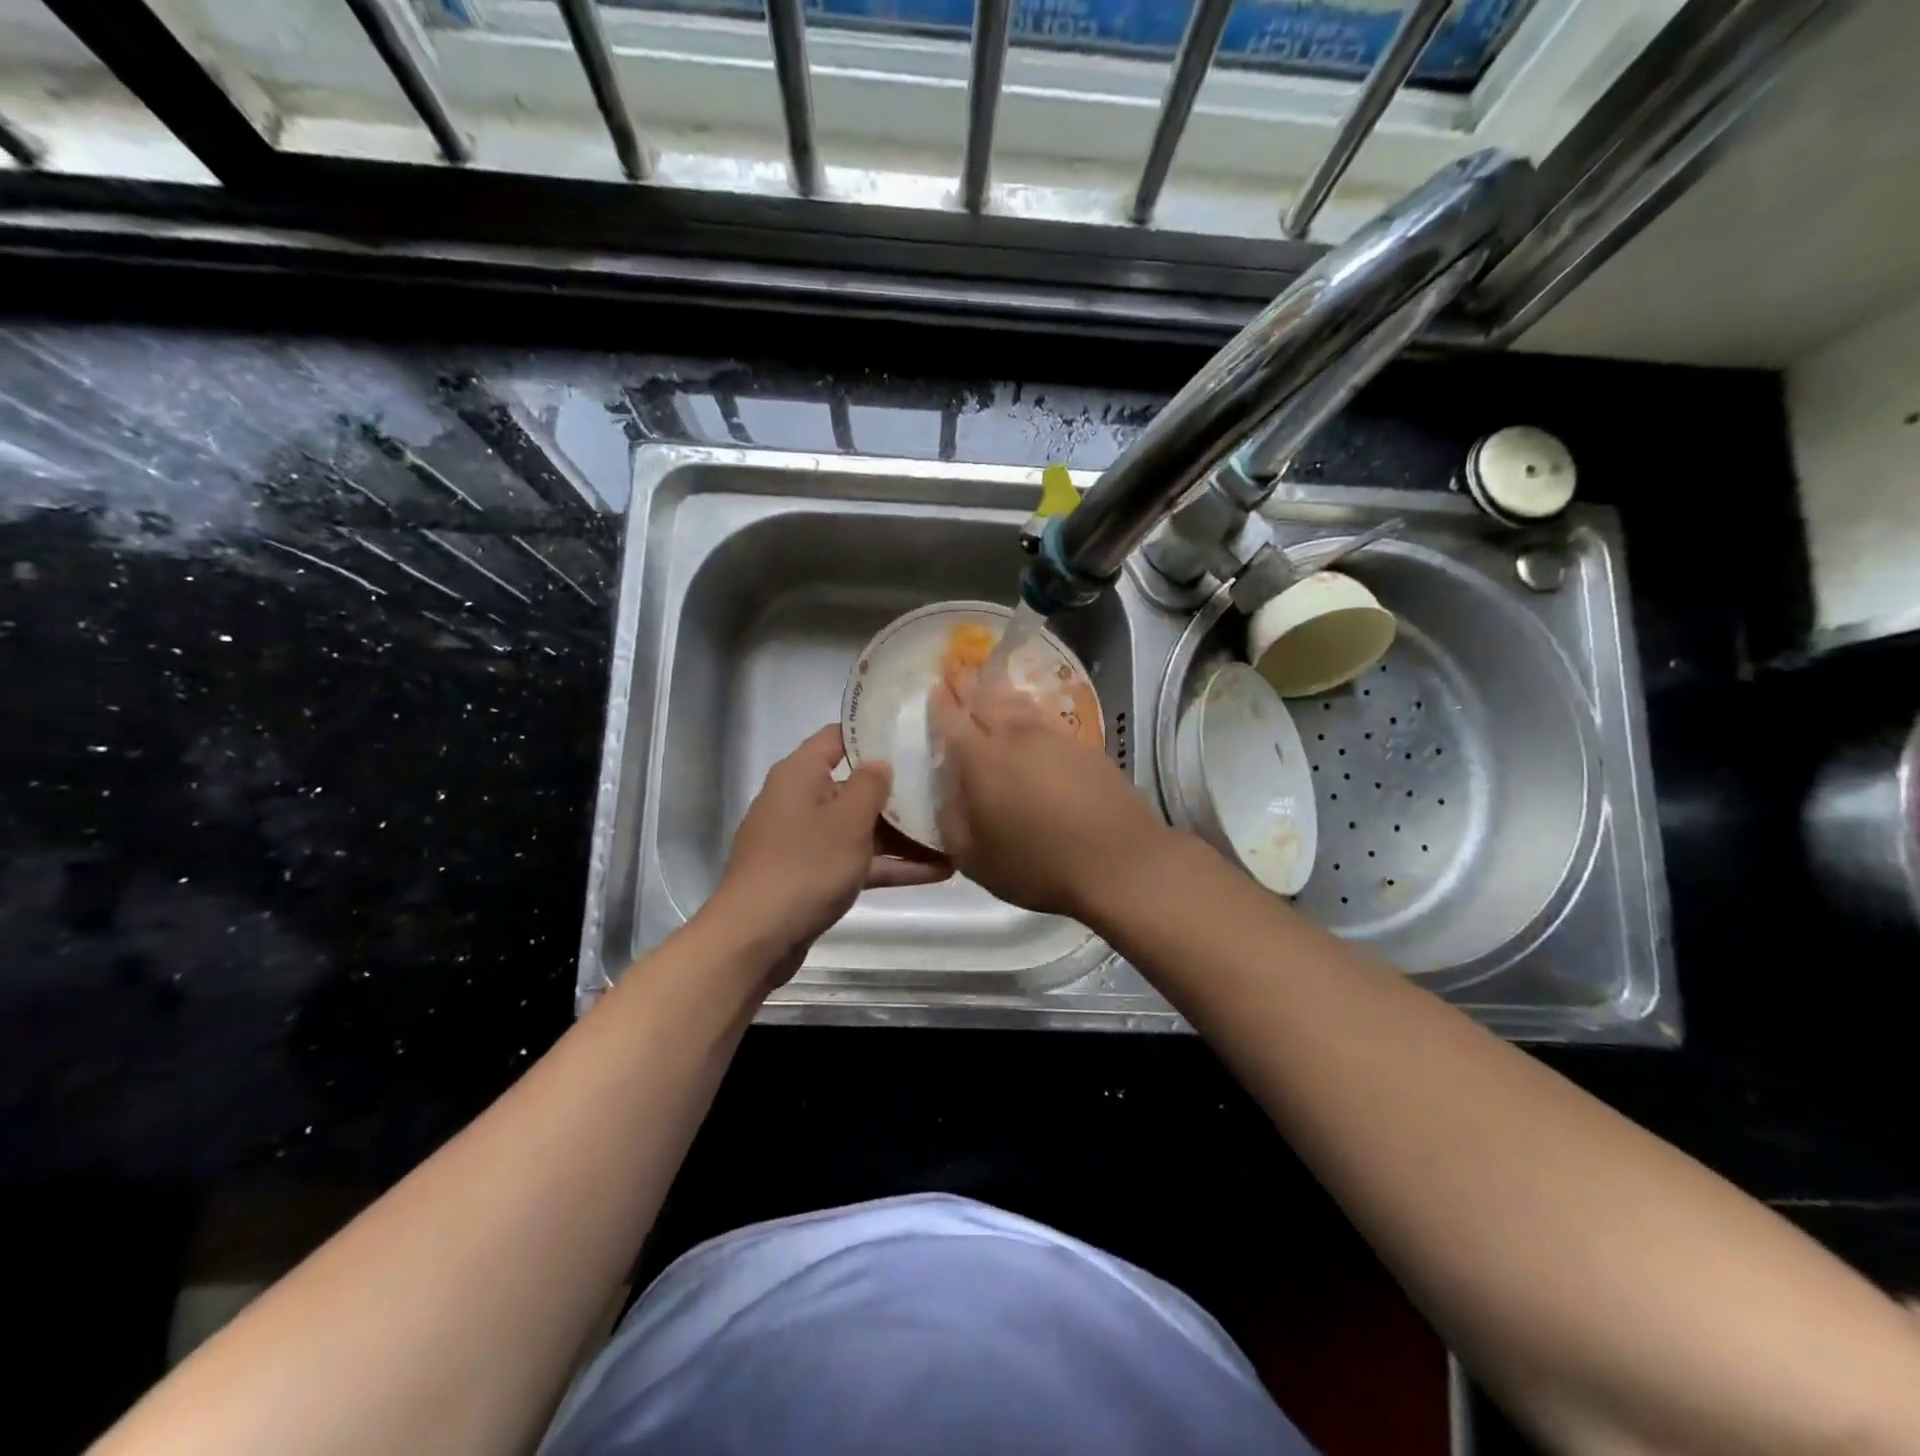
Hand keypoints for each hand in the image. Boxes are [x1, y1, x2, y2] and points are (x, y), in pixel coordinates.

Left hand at [713, 725, 950, 984]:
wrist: (756, 939)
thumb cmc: (805, 866)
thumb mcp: (847, 820)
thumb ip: (870, 785)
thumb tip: (880, 762)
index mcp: (799, 775)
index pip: (837, 737)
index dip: (873, 733)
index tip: (913, 734)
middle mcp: (799, 801)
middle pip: (853, 784)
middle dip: (897, 790)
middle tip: (943, 786)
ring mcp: (805, 841)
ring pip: (860, 827)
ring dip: (902, 834)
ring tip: (952, 833)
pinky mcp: (812, 876)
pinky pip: (856, 860)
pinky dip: (889, 865)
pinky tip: (937, 871)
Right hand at [931, 670, 1174, 920]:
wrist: (1118, 861)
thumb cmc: (1038, 865)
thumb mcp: (975, 858)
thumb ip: (951, 820)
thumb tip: (945, 792)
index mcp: (980, 760)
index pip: (952, 720)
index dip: (941, 703)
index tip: (933, 688)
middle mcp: (1014, 737)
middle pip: (985, 700)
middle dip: (967, 685)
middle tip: (956, 672)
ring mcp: (1052, 736)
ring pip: (1017, 702)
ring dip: (998, 690)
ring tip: (988, 683)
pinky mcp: (1081, 744)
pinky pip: (1044, 714)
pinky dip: (1029, 706)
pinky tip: (1028, 710)